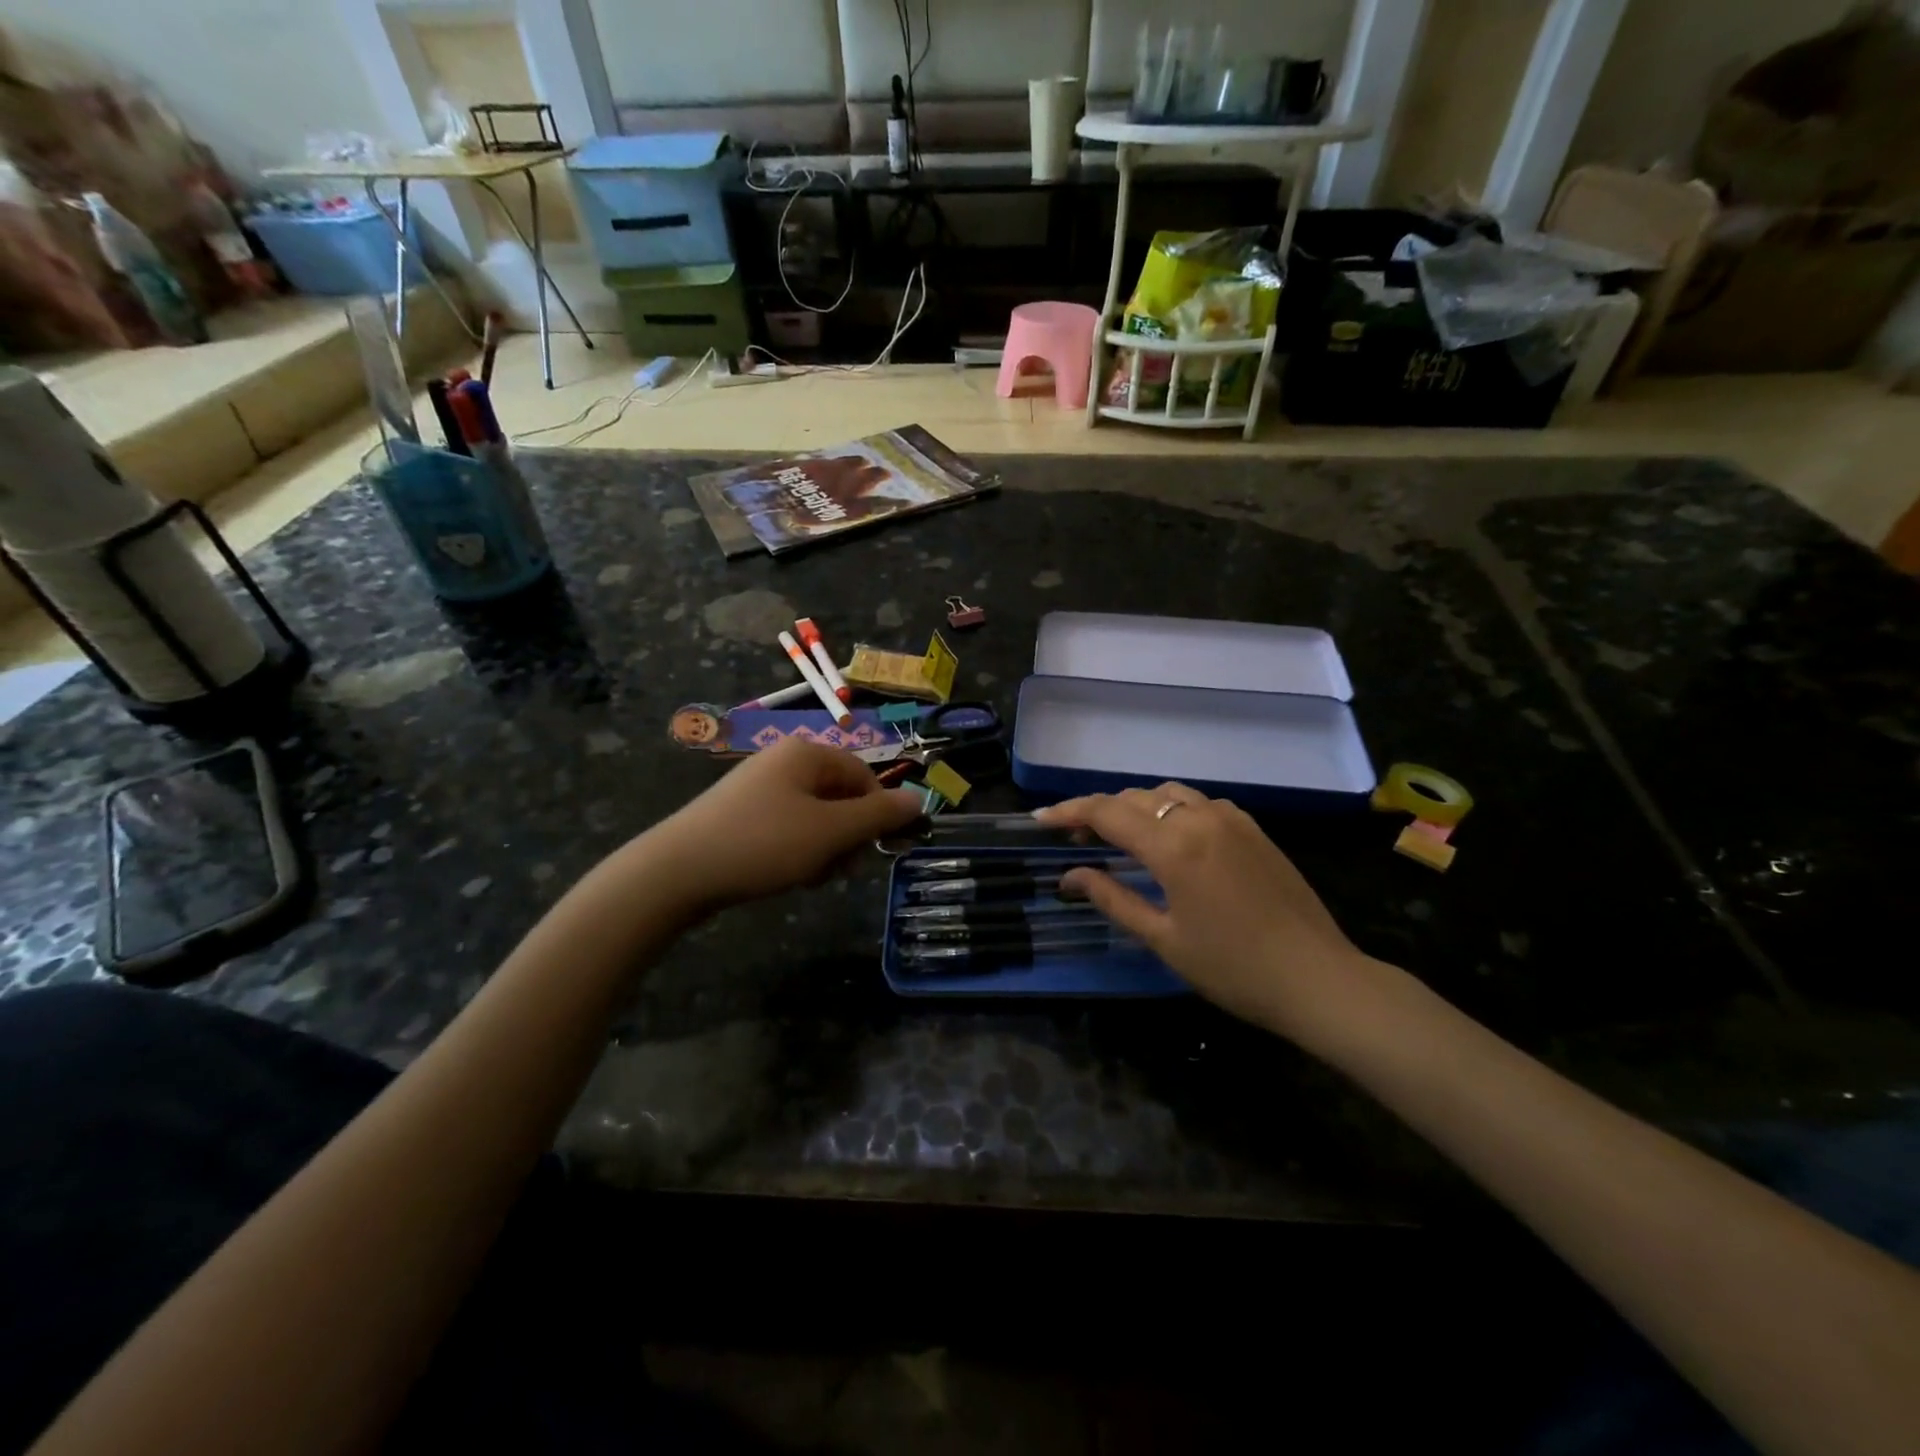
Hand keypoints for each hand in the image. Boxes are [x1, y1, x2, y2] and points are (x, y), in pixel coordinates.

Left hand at [645, 737, 921, 913]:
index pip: (864, 775)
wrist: (676, 872)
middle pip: (840, 796)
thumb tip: (919, 799)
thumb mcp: (830, 832)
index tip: (877, 849)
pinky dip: (797, 850)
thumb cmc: (762, 844)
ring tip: (808, 876)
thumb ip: (878, 815)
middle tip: (837, 869)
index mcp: (806, 754)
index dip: (878, 812)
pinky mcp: (741, 814)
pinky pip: (788, 827)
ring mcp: (759, 787)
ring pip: (816, 817)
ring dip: (824, 848)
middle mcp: (783, 761)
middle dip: (847, 835)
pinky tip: (786, 875)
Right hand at [1034, 784, 1377, 1044]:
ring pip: (1168, 794)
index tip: (1040, 820)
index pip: (1107, 813)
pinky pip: (1200, 803)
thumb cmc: (1233, 968)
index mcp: (1174, 846)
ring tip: (1118, 835)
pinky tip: (1170, 839)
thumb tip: (1070, 875)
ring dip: (1136, 807)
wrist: (1318, 978)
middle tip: (1075, 837)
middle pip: (1135, 798)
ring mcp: (1232, 818)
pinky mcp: (1253, 828)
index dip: (1069, 812)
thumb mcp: (1163, 938)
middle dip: (1100, 811)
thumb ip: (1112, 898)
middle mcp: (1201, 818)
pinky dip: (1172, 810)